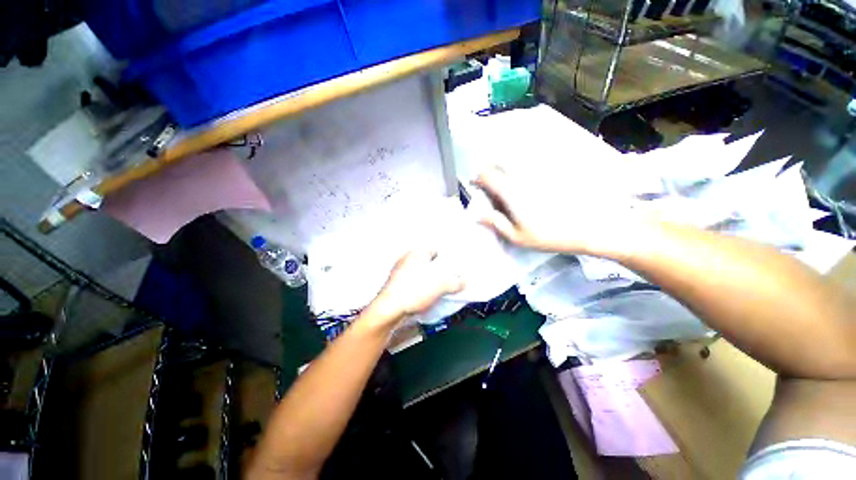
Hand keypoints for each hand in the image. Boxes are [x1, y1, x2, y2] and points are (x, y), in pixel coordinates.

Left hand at [364, 249, 463, 328]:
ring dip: (429, 281)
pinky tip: (425, 298)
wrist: (389, 310)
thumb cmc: (414, 291)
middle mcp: (407, 259)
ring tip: (438, 290)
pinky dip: (420, 288)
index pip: (435, 249)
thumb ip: (456, 282)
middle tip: (448, 279)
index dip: (446, 257)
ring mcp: (399, 272)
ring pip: (420, 273)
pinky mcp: (395, 285)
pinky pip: (412, 284)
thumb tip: (462, 282)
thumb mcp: (442, 285)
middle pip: (428, 262)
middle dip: (438, 271)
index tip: (453, 267)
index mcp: (417, 253)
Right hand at [474, 166, 646, 257]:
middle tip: (493, 190)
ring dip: (506, 172)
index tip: (477, 187)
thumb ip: (495, 223)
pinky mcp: (552, 171)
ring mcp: (538, 171)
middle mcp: (522, 175)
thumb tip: (477, 215)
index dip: (478, 179)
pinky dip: (523, 172)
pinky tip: (529, 187)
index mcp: (511, 191)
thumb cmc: (550, 235)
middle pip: (499, 164)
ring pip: (515, 163)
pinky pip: (531, 166)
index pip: (486, 174)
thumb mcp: (517, 236)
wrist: (592, 226)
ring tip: (510, 190)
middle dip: (491, 173)